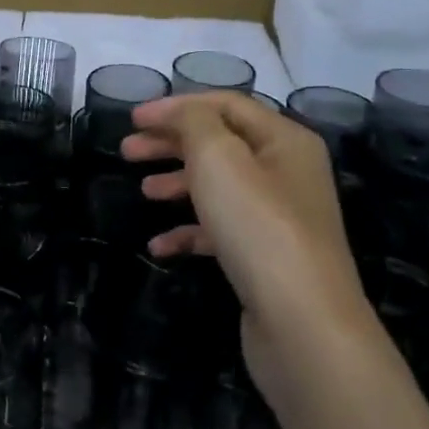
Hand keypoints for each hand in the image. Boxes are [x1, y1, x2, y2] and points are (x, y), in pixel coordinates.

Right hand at [121, 92, 376, 407]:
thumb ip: (194, 123)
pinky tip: (160, 246)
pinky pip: (221, 231)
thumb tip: (180, 114)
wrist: (302, 323)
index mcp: (285, 140)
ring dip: (178, 183)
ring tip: (143, 191)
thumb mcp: (219, 158)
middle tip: (127, 151)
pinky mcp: (266, 257)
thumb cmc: (258, 227)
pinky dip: (189, 231)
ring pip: (219, 187)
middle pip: (221, 144)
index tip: (132, 119)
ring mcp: (279, 218)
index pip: (226, 104)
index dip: (176, 106)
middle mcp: (287, 172)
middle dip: (171, 143)